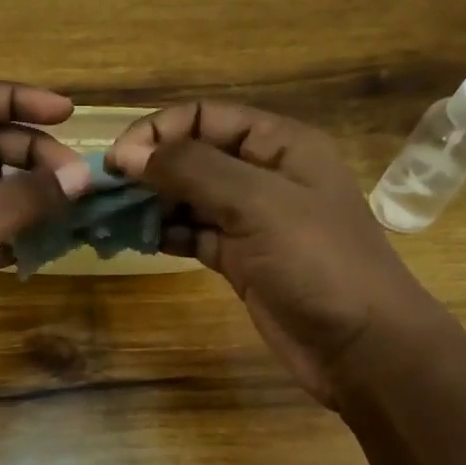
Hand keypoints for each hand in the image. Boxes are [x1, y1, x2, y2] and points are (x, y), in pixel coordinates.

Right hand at [108, 102, 437, 409]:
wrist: (361, 347)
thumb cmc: (317, 263)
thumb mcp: (257, 203)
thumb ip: (192, 170)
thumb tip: (127, 153)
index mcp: (279, 145)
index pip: (205, 117)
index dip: (158, 131)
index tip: (116, 161)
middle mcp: (263, 175)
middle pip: (193, 156)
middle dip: (149, 169)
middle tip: (103, 193)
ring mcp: (251, 220)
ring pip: (189, 198)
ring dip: (151, 203)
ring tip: (111, 218)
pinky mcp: (239, 259)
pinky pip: (193, 234)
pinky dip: (165, 234)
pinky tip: (137, 241)